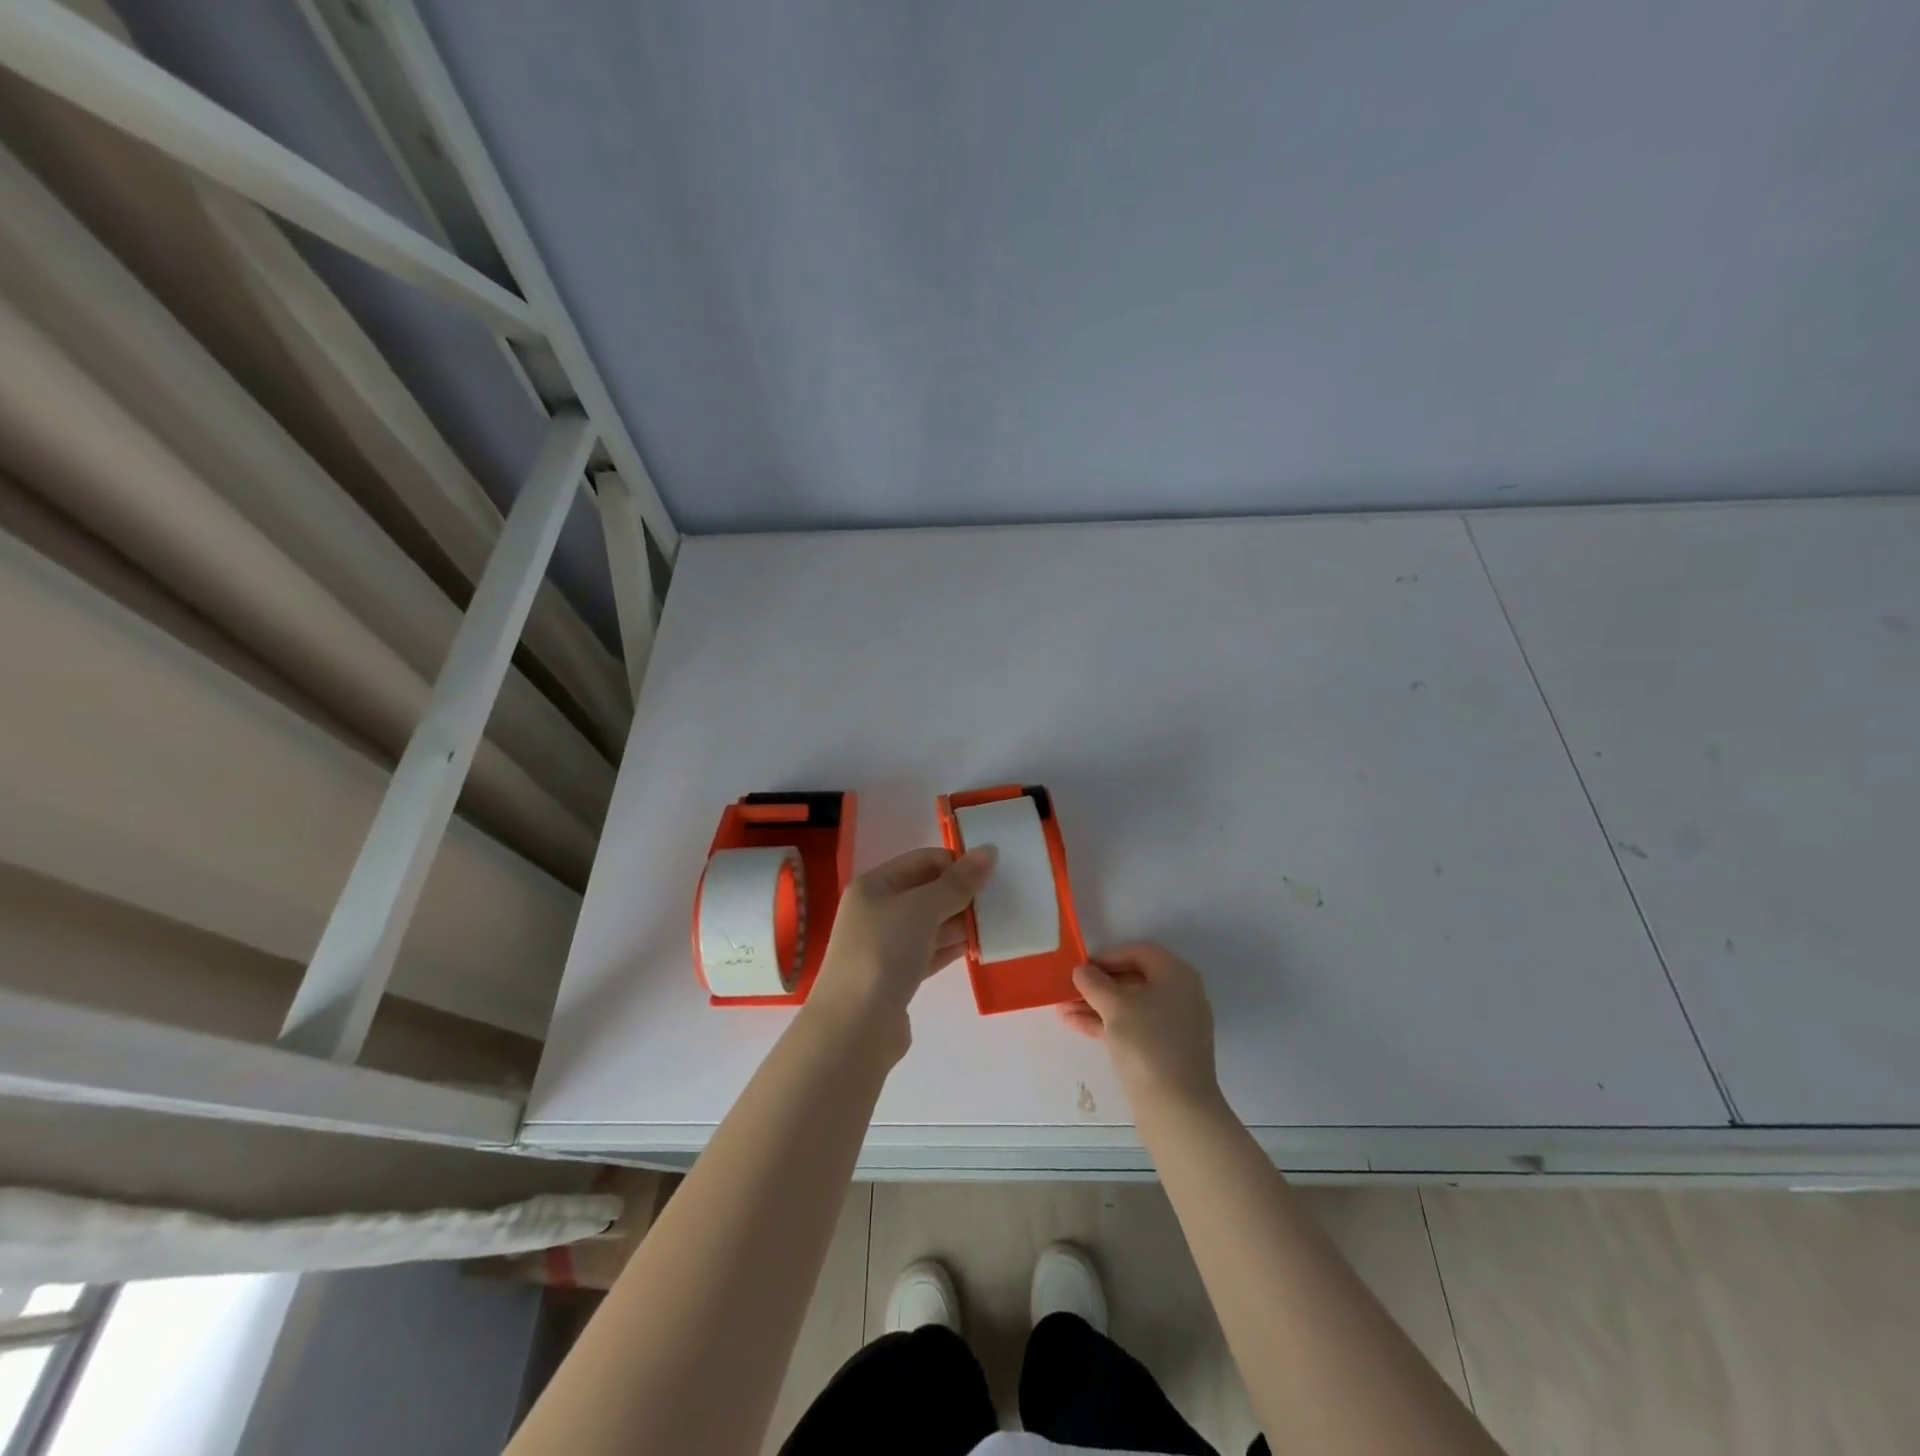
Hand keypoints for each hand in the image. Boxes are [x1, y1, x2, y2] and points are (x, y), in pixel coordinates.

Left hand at [804, 845, 995, 1060]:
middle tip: (1001, 898)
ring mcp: (885, 946)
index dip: (956, 862)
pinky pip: (930, 952)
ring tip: (998, 922)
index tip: (992, 873)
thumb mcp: (922, 908)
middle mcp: (876, 911)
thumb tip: (988, 851)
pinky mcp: (897, 976)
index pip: (922, 861)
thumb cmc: (884, 953)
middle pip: (926, 892)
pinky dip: (952, 947)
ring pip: (930, 924)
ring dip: (961, 921)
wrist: (854, 1027)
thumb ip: (957, 882)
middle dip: (962, 893)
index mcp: (874, 885)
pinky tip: (979, 946)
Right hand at [1058, 942, 1220, 1108]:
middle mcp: (1180, 995)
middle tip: (1068, 990)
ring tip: (1063, 1009)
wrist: (1177, 1109)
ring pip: (1130, 1006)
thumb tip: (1082, 970)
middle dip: (1098, 985)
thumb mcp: (1115, 1006)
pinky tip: (1076, 1025)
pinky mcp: (1166, 1051)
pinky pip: (1134, 1027)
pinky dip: (1108, 1024)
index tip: (1081, 968)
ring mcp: (1174, 1026)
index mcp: (1176, 975)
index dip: (1108, 956)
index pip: (1139, 952)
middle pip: (1134, 979)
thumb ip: (1094, 983)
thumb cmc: (1148, 1043)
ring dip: (1097, 1006)